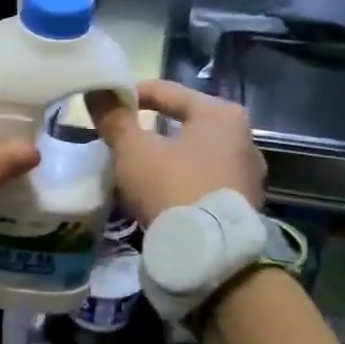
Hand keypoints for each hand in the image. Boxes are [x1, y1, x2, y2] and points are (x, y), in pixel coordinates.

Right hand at [86, 80, 265, 225]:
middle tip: (118, 139)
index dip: (129, 95)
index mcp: (220, 114)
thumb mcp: (133, 151)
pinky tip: (159, 193)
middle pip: (182, 122)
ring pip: (193, 153)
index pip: (166, 91)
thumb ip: (114, 118)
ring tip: (135, 169)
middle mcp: (243, 137)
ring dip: (165, 157)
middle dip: (148, 129)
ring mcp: (248, 173)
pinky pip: (203, 180)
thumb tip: (97, 89)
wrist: (210, 255)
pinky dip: (180, 180)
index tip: (103, 107)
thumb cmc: (171, 188)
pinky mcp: (244, 204)